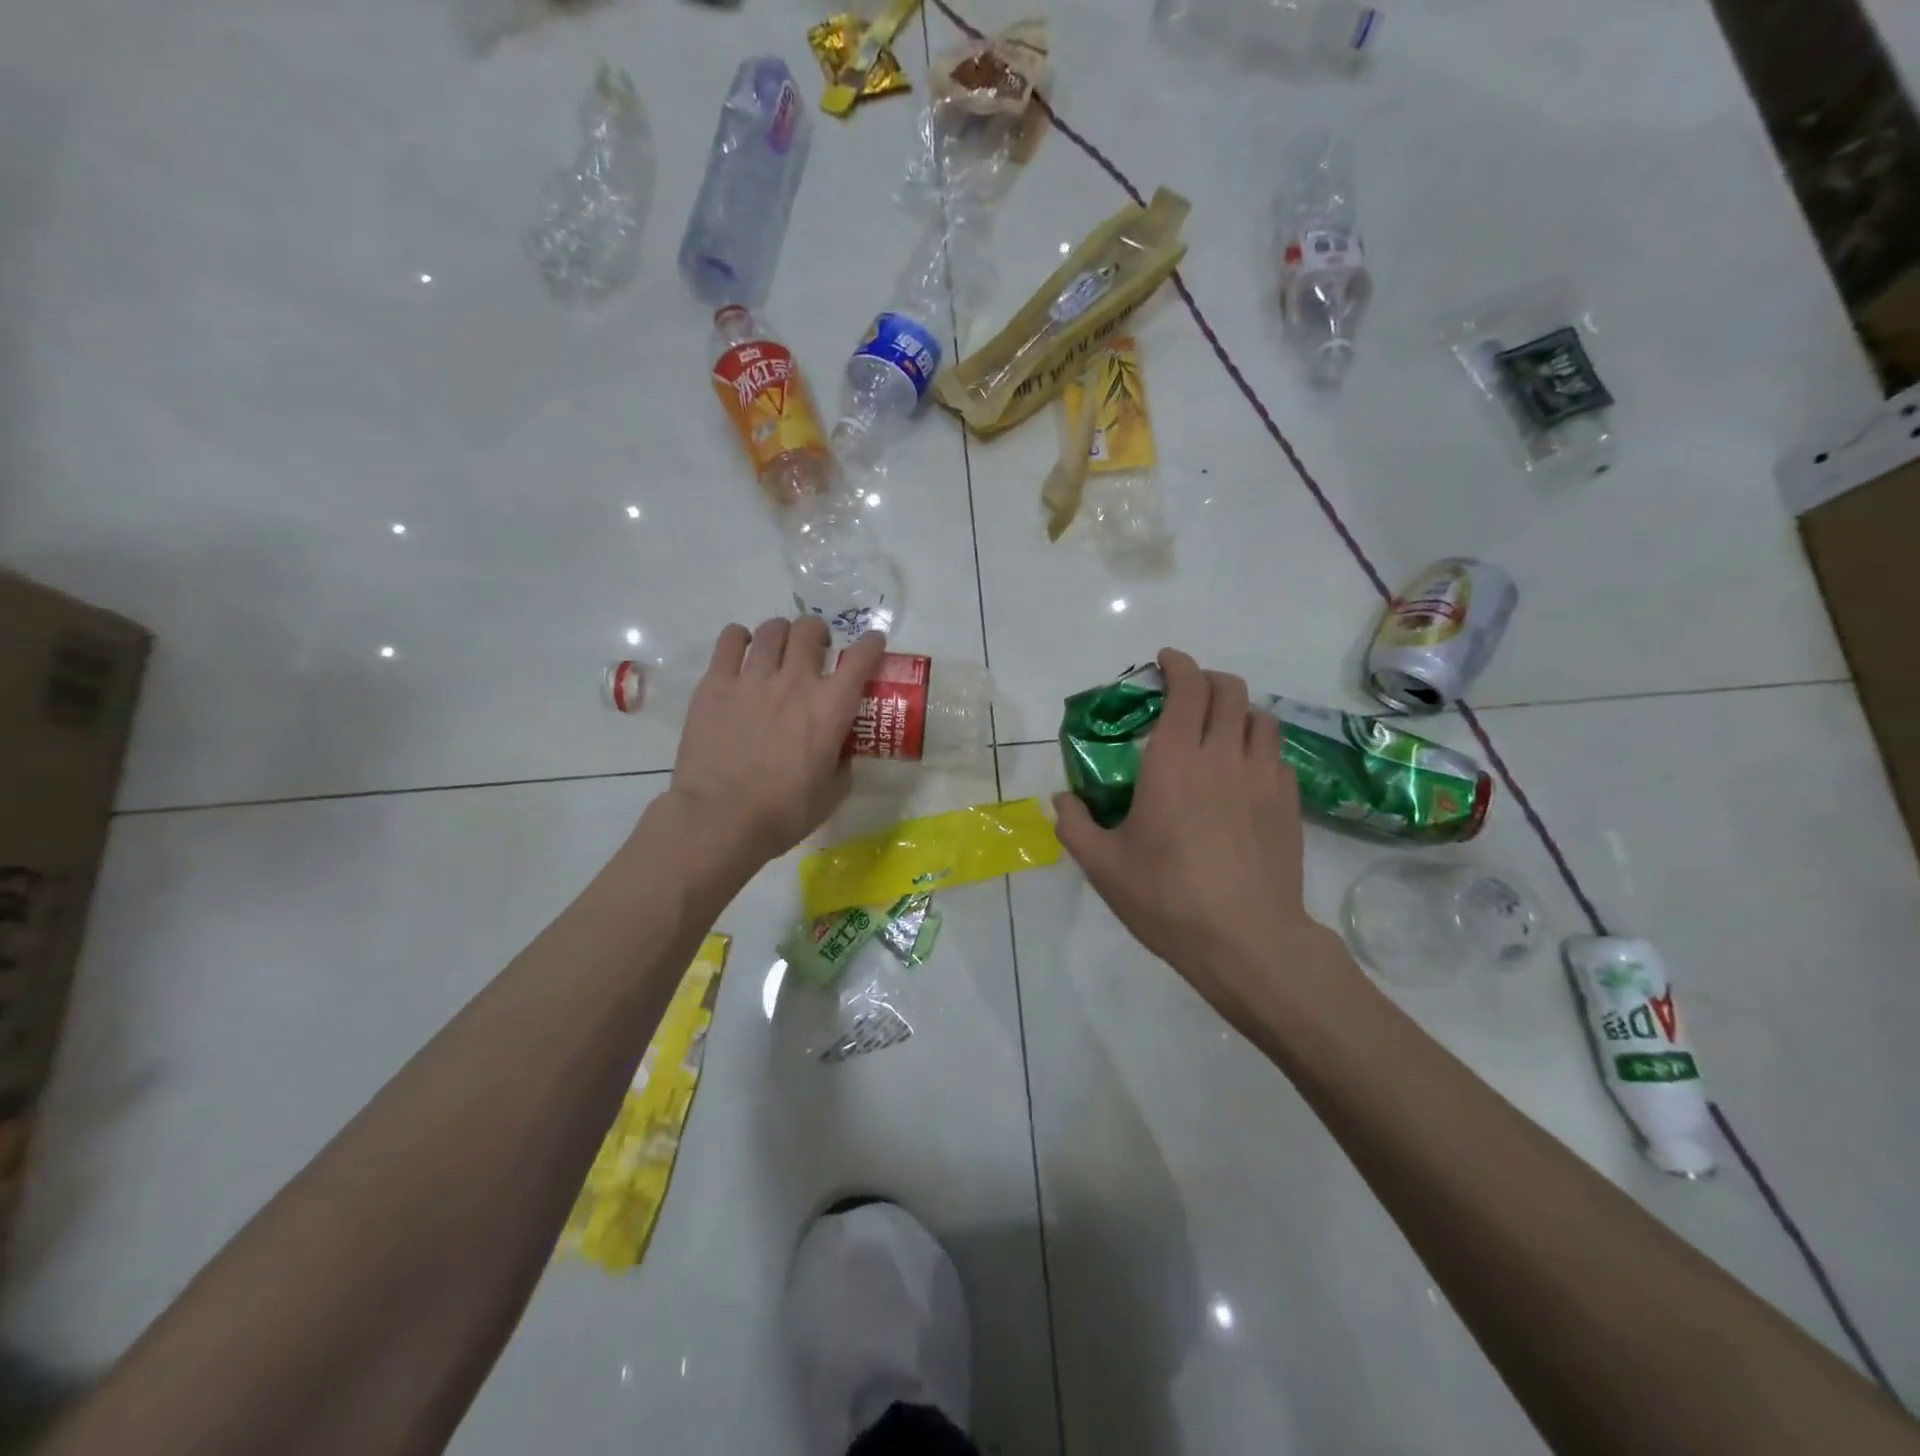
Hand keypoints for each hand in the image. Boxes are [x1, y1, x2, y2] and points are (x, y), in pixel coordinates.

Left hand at [661, 617, 886, 870]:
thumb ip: (842, 762)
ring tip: (778, 649)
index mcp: (831, 707)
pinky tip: (742, 650)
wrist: (721, 818)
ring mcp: (752, 678)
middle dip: (818, 633)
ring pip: (772, 629)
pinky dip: (740, 638)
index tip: (872, 644)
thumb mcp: (832, 792)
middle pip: (810, 630)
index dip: (871, 644)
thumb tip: (841, 751)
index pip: (861, 657)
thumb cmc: (783, 812)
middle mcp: (795, 681)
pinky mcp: (716, 683)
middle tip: (816, 649)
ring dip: (782, 634)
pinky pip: (730, 640)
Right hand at [1052, 649, 1349, 1022]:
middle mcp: (1223, 757)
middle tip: (1189, 693)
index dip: (1178, 665)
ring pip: (1261, 718)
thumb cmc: (1167, 899)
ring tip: (1221, 730)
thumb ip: (1074, 825)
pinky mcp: (1288, 804)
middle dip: (1208, 680)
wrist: (1246, 941)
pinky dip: (1259, 748)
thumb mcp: (1103, 866)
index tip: (1166, 660)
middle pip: (1230, 691)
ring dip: (1239, 711)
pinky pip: (1277, 756)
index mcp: (1175, 761)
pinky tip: (1245, 774)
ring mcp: (1263, 778)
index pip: (1187, 689)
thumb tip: (1062, 800)